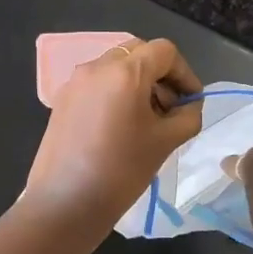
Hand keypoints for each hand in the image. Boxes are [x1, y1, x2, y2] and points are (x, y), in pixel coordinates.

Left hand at [23, 38, 202, 227]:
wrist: (66, 202)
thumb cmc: (122, 170)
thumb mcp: (166, 142)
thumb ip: (187, 116)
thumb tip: (189, 105)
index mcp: (125, 71)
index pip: (164, 51)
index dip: (184, 73)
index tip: (191, 102)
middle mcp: (97, 66)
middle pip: (138, 53)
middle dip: (160, 75)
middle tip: (170, 109)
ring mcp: (75, 81)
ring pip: (116, 67)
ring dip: (137, 83)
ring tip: (146, 120)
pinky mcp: (62, 99)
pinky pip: (97, 83)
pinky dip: (115, 93)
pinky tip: (119, 127)